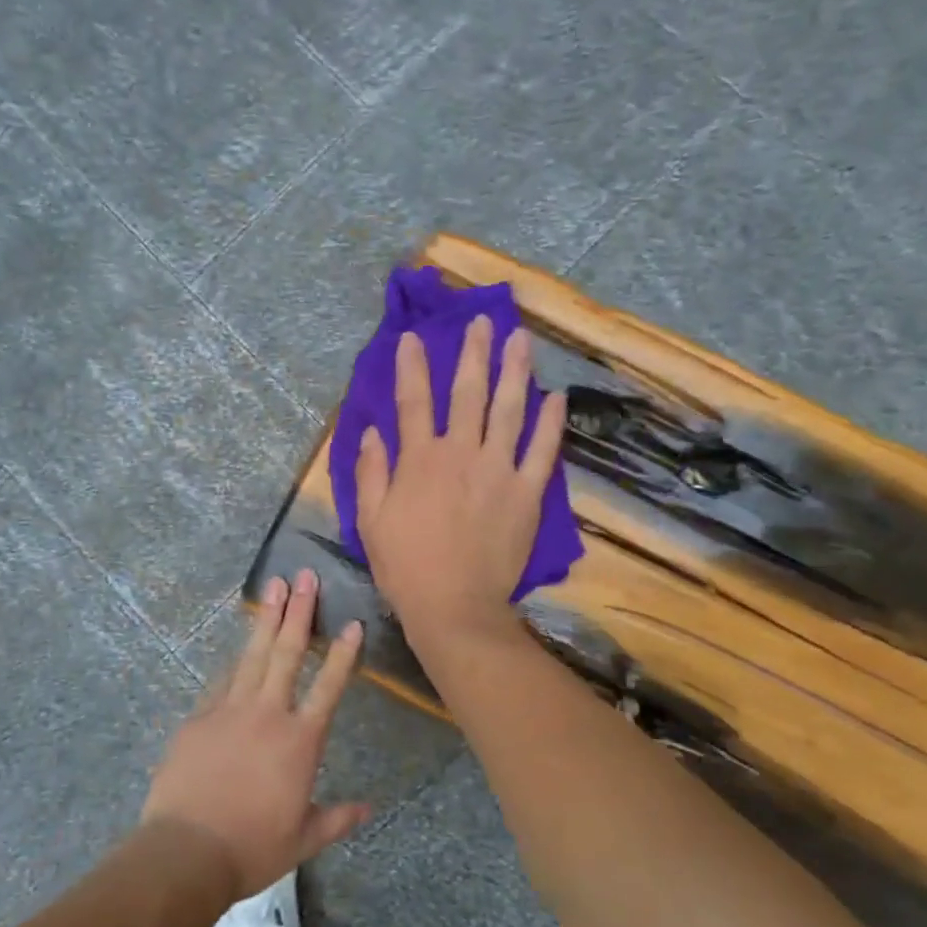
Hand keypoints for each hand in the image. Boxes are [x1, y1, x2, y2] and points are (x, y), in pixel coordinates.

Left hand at [141, 569, 370, 899]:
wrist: (186, 850)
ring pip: (253, 655)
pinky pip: (222, 681)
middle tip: (304, 576)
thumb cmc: (252, 847)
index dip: (342, 654)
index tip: (351, 623)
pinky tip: (240, 646)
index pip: (329, 687)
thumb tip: (371, 809)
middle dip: (299, 612)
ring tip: (274, 586)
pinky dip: (235, 661)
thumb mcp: (303, 839)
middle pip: (287, 653)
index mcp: (300, 741)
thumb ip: (337, 819)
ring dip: (266, 619)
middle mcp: (268, 714)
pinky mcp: (199, 717)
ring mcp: (230, 710)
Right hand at [355, 317, 566, 642]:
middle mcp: (461, 453)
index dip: (412, 366)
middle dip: (473, 353)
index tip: (413, 337)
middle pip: (468, 393)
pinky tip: (555, 397)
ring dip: (515, 371)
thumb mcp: (371, 520)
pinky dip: (549, 423)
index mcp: (420, 460)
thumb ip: (371, 472)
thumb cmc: (405, 566)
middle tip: (482, 321)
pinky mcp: (527, 493)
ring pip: (509, 410)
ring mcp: (499, 471)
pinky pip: (542, 451)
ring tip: (521, 339)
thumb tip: (372, 432)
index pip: (413, 401)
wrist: (455, 606)